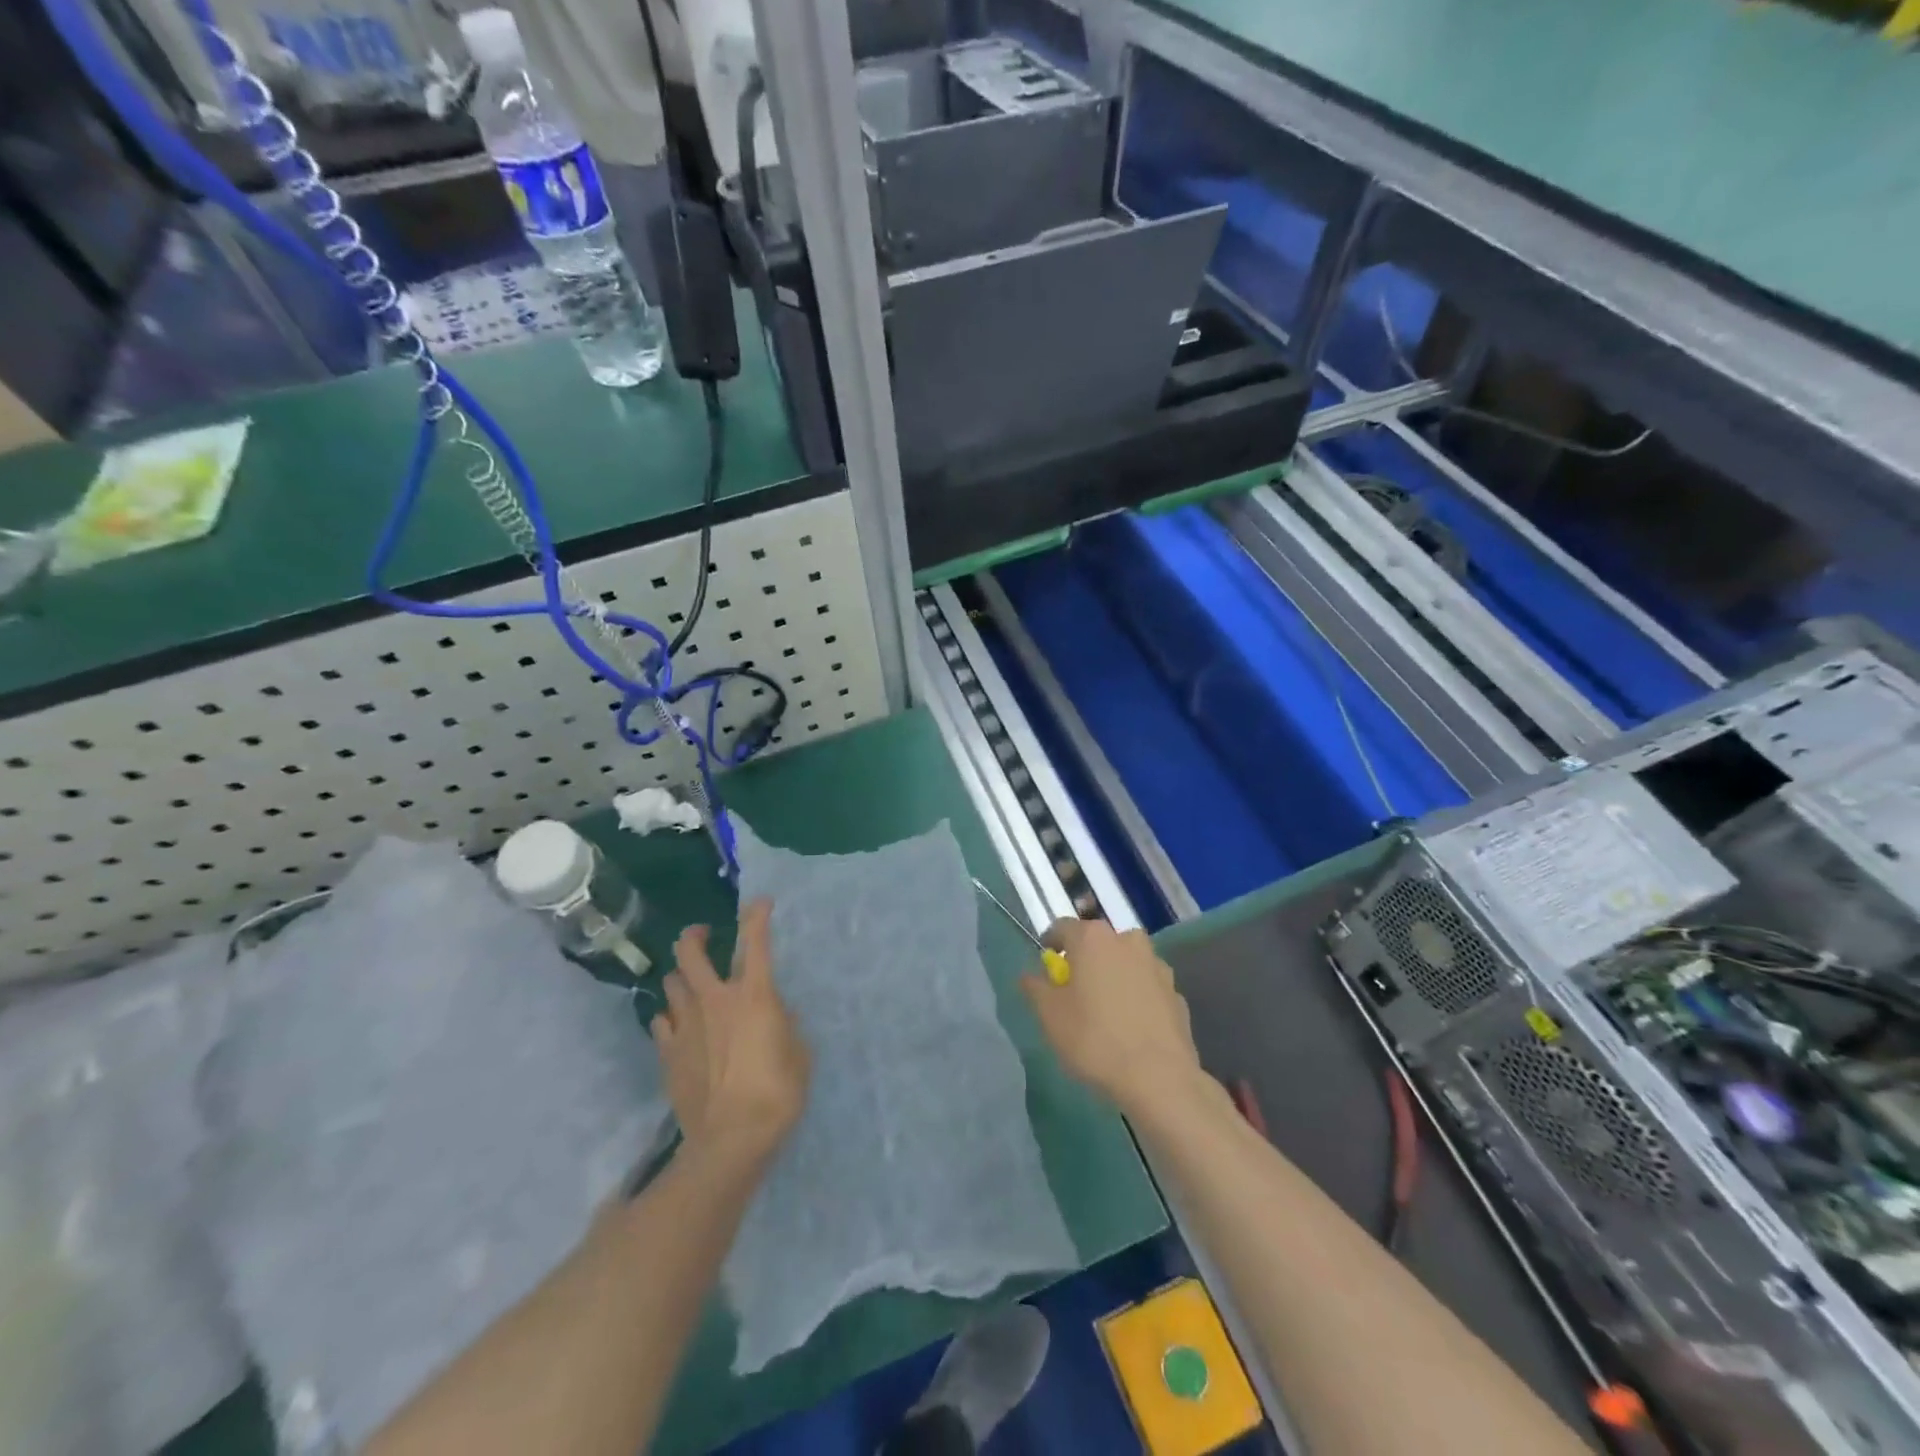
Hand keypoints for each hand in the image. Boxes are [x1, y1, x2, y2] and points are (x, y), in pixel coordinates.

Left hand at [653, 899, 810, 1167]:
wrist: (730, 1140)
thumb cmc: (776, 1092)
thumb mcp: (799, 1055)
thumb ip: (787, 1027)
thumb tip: (780, 1016)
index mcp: (754, 994)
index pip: (755, 940)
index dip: (757, 915)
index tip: (761, 903)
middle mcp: (715, 999)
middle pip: (689, 952)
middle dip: (694, 935)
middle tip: (703, 935)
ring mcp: (686, 1025)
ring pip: (671, 983)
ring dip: (682, 978)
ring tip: (692, 985)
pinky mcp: (667, 1053)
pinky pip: (661, 1021)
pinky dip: (670, 1016)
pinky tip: (679, 1025)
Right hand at [1020, 918, 1202, 1116]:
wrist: (1159, 1078)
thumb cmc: (1094, 1039)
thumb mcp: (1050, 1015)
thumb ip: (1035, 988)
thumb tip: (1030, 975)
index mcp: (1093, 939)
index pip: (1062, 927)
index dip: (1050, 944)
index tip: (1046, 967)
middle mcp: (1127, 941)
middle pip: (1098, 942)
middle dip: (1085, 960)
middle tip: (1074, 990)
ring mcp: (1157, 966)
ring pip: (1126, 962)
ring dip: (1114, 976)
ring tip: (1105, 1010)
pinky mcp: (1176, 994)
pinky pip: (1147, 987)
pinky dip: (1137, 997)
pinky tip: (1131, 1027)